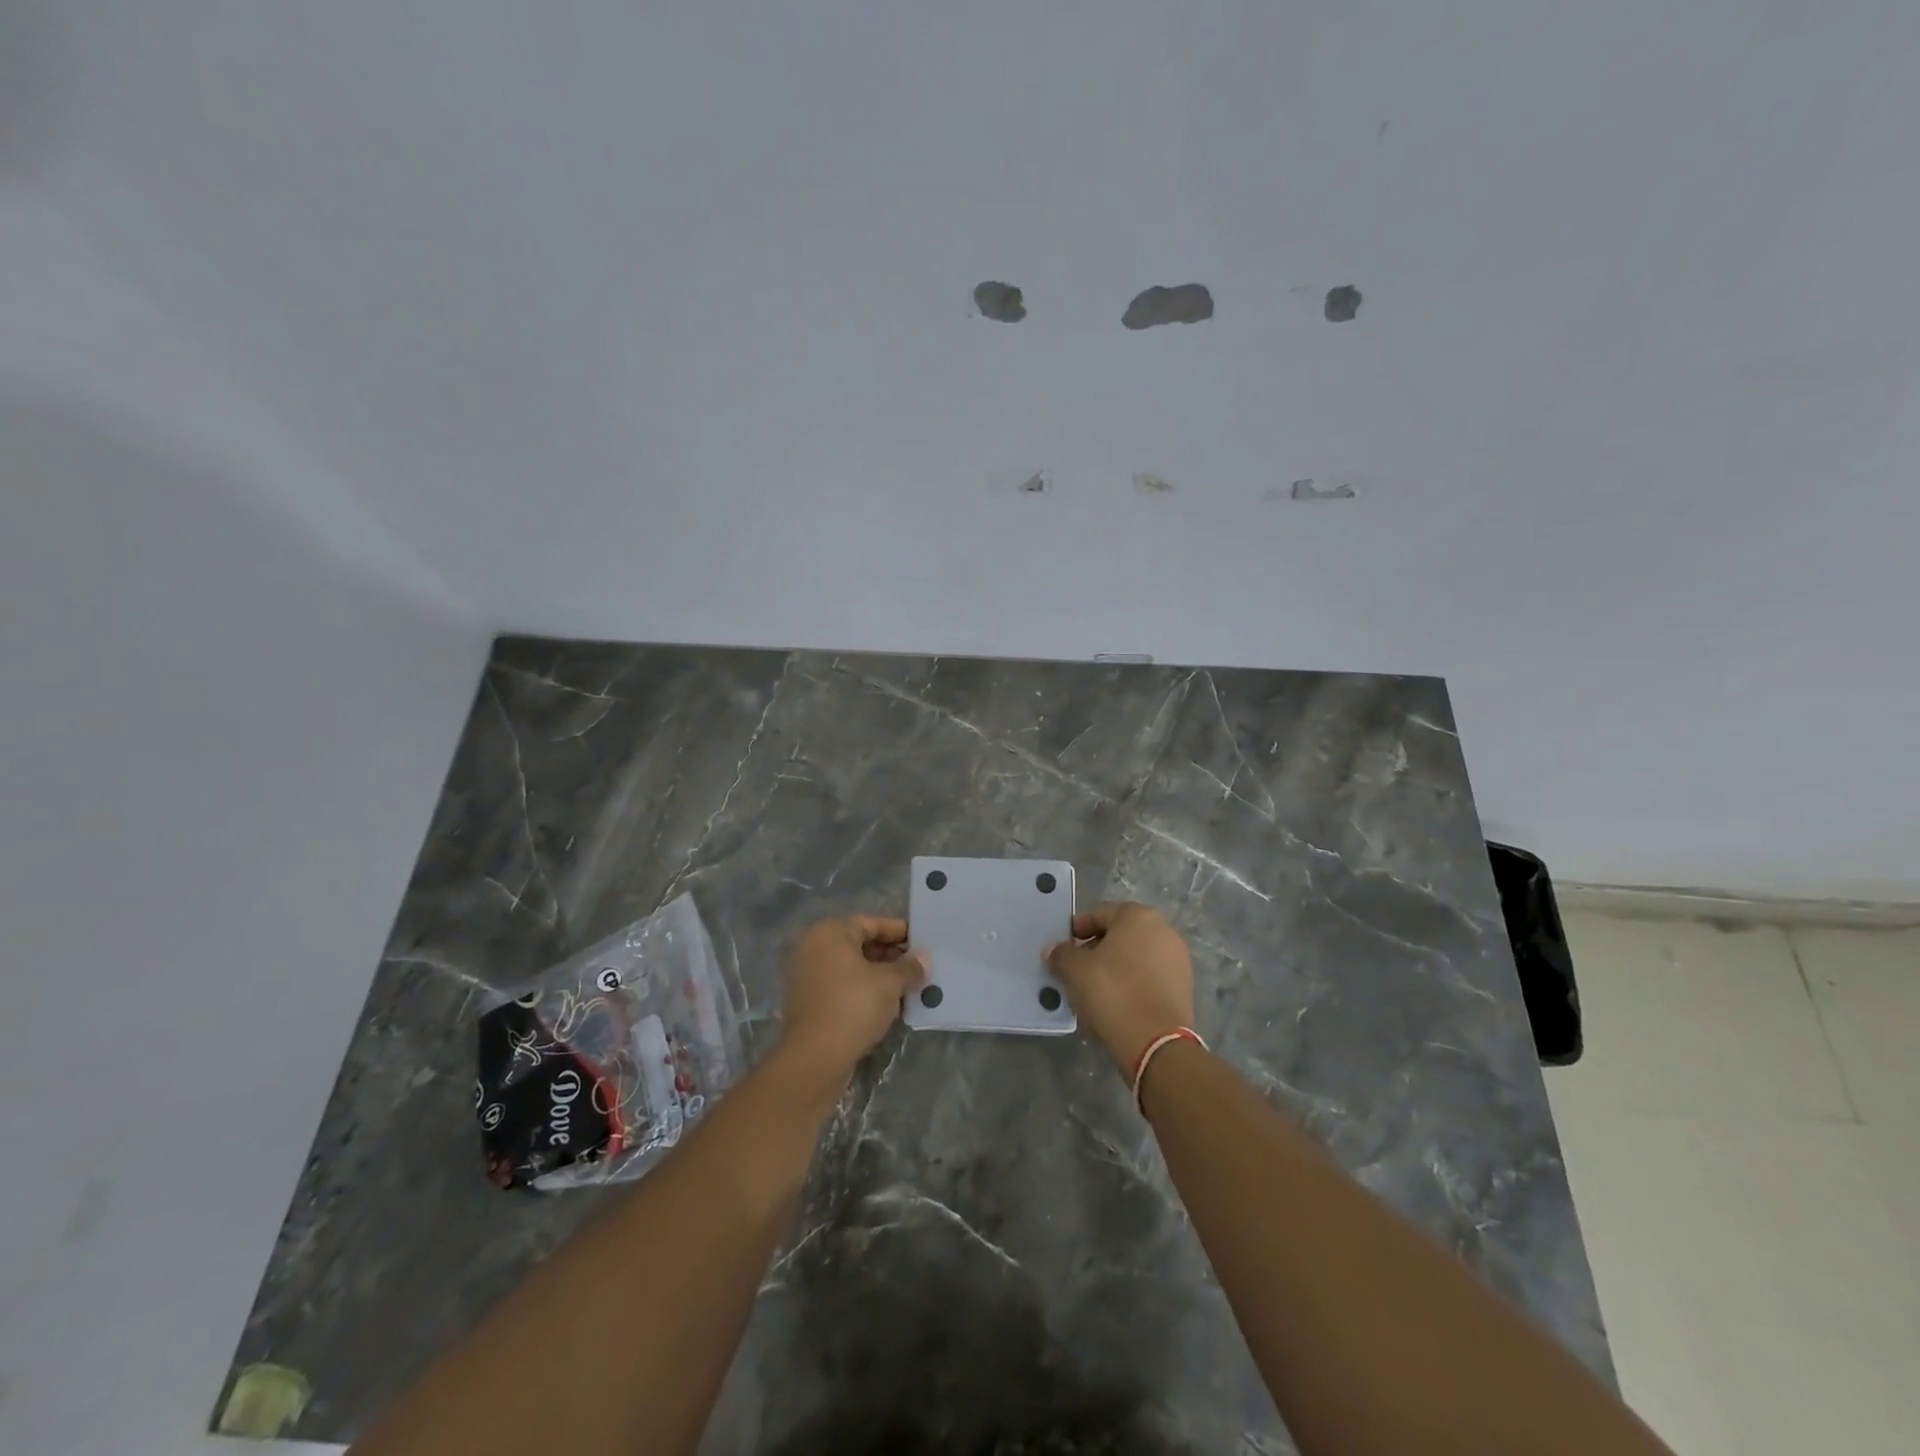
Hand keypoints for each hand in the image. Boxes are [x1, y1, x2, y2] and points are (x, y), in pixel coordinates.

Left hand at [777, 916, 925, 1086]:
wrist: (814, 1058)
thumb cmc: (853, 1006)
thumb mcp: (889, 983)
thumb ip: (909, 966)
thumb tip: (924, 957)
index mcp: (829, 933)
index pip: (870, 923)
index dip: (898, 931)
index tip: (922, 941)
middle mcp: (813, 948)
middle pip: (860, 944)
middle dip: (891, 956)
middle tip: (918, 967)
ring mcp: (807, 976)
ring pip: (852, 968)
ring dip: (879, 976)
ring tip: (908, 987)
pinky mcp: (808, 1002)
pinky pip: (842, 987)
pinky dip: (864, 991)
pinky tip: (888, 1005)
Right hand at [1047, 902, 1194, 1076]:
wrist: (1155, 1042)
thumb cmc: (1112, 992)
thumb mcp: (1075, 970)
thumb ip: (1062, 954)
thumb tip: (1054, 949)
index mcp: (1138, 916)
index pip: (1099, 914)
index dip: (1077, 930)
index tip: (1063, 947)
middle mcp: (1163, 930)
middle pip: (1120, 935)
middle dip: (1097, 948)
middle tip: (1077, 969)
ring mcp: (1178, 959)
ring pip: (1136, 957)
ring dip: (1115, 968)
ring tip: (1095, 989)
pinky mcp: (1184, 987)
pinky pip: (1150, 977)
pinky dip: (1133, 983)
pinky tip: (1117, 1002)